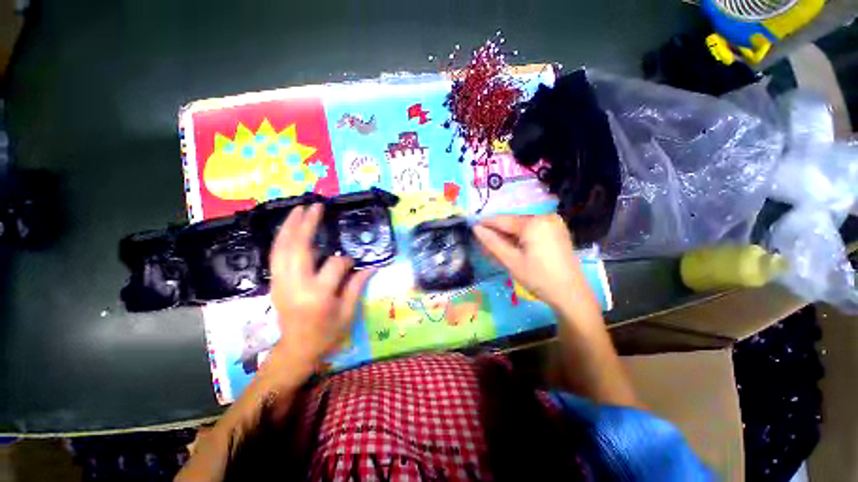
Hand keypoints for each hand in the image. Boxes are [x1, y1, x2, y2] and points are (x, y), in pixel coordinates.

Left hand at [269, 204, 372, 376]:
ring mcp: (281, 283)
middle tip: (315, 206)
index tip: (352, 263)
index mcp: (318, 295)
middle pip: (299, 248)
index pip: (335, 265)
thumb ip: (357, 285)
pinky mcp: (274, 283)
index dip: (346, 260)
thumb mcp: (348, 313)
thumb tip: (372, 266)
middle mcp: (296, 285)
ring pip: (282, 248)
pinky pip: (275, 255)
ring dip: (290, 226)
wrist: (296, 350)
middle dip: (307, 224)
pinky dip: (282, 239)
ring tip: (299, 209)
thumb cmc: (326, 334)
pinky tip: (289, 228)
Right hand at [474, 214, 594, 313]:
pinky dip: (521, 236)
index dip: (486, 223)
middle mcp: (545, 217)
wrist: (571, 295)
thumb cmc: (538, 278)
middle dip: (498, 230)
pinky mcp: (558, 232)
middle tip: (483, 239)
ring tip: (495, 244)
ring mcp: (554, 223)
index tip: (472, 227)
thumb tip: (475, 228)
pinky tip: (513, 246)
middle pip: (514, 222)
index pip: (503, 219)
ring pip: (523, 226)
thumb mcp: (511, 260)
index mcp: (533, 222)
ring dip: (508, 234)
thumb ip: (492, 242)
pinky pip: (533, 230)